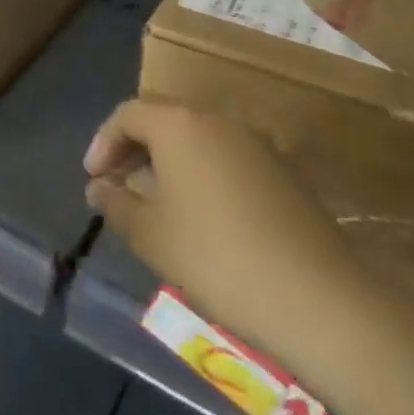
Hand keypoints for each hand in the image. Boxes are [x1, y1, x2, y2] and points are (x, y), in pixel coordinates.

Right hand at [84, 98, 378, 351]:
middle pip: (163, 119)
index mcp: (178, 124)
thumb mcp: (150, 235)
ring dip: (168, 160)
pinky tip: (202, 215)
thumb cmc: (216, 258)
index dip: (103, 142)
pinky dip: (202, 173)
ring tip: (156, 201)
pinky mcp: (283, 171)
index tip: (93, 178)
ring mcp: (255, 143)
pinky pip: (227, 157)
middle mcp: (216, 119)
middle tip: (117, 184)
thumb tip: (99, 187)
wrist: (320, 300)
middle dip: (134, 148)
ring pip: (197, 138)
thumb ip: (116, 203)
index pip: (127, 114)